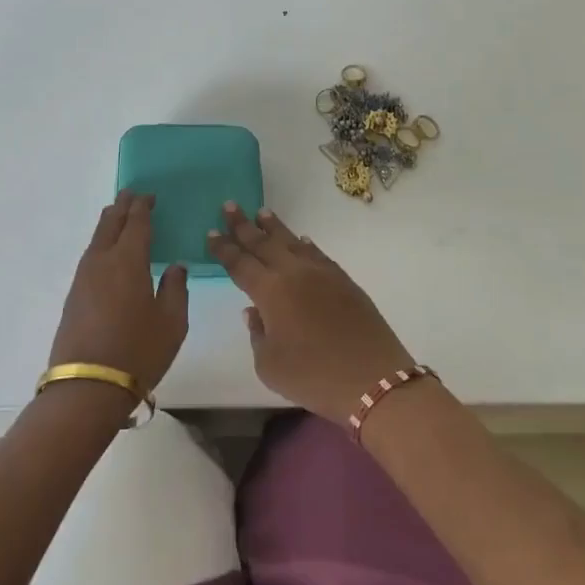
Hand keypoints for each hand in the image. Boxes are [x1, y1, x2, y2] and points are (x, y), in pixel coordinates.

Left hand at [49, 191, 188, 394]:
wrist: (88, 387)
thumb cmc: (138, 351)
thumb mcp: (172, 322)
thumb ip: (176, 289)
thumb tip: (175, 267)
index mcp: (128, 260)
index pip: (136, 223)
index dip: (143, 207)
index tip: (149, 196)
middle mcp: (102, 261)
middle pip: (111, 223)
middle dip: (122, 207)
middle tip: (131, 195)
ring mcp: (83, 278)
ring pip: (97, 238)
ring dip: (109, 223)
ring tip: (119, 216)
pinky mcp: (74, 295)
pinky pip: (90, 255)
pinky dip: (101, 243)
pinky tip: (107, 251)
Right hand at [207, 203, 414, 422]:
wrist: (372, 379)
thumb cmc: (313, 376)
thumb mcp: (269, 365)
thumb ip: (257, 333)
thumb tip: (255, 311)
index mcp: (270, 291)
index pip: (240, 263)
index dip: (224, 248)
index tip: (211, 232)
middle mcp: (293, 273)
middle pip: (263, 243)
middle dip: (243, 225)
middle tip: (229, 206)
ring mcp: (321, 273)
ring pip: (291, 242)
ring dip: (274, 227)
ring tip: (261, 213)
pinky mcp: (344, 281)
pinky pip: (317, 253)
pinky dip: (304, 244)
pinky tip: (300, 239)